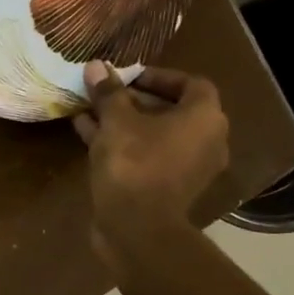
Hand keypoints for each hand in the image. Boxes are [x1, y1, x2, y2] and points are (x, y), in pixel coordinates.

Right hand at [74, 61, 230, 265]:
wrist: (137, 229)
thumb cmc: (134, 164)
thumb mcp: (116, 122)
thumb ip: (108, 93)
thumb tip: (95, 65)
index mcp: (204, 118)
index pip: (191, 84)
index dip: (159, 76)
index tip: (128, 76)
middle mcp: (205, 141)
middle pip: (171, 111)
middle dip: (135, 100)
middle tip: (105, 93)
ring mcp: (187, 168)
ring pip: (154, 135)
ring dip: (124, 122)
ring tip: (89, 111)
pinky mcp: (167, 189)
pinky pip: (147, 156)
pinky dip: (123, 145)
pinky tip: (87, 135)